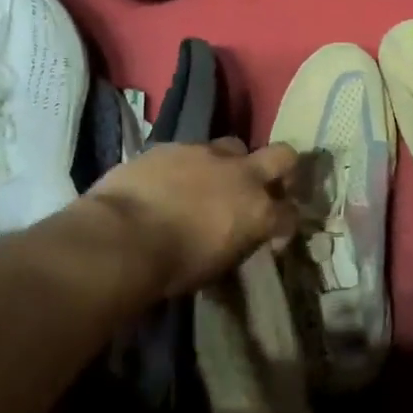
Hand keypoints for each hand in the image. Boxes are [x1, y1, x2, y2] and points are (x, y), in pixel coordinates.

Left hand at [83, 139, 298, 298]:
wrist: (121, 238)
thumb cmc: (172, 267)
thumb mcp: (217, 266)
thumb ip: (237, 242)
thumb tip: (236, 238)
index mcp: (258, 212)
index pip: (291, 214)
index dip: (284, 224)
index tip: (272, 235)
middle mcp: (242, 175)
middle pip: (283, 156)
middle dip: (281, 169)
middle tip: (266, 185)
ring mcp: (207, 154)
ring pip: (233, 146)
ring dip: (228, 163)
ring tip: (208, 181)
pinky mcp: (172, 145)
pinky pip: (189, 150)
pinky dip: (186, 165)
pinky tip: (168, 181)